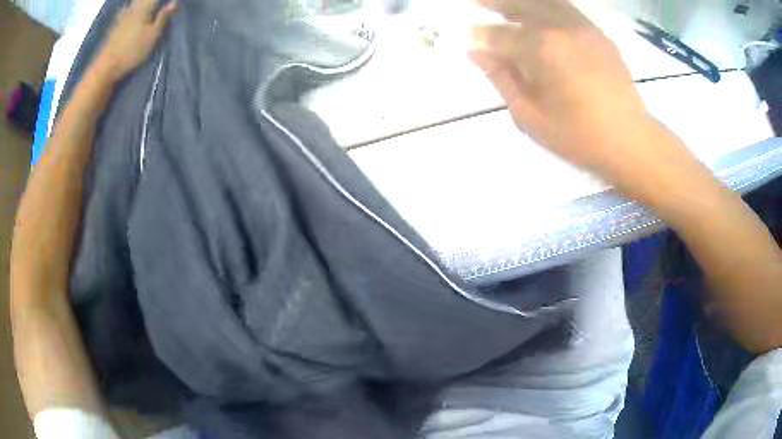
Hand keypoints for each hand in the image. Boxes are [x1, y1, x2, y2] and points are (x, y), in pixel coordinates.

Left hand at [95, 0, 175, 81]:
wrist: (108, 65)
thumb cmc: (132, 51)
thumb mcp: (152, 36)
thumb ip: (162, 18)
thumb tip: (173, 2)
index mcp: (145, 8)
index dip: (163, 0)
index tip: (170, 1)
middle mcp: (134, 7)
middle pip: (143, 0)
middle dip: (151, 1)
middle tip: (157, 3)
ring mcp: (123, 15)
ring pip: (134, 2)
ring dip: (140, 3)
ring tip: (147, 4)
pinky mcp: (116, 24)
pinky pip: (126, 9)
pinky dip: (129, 7)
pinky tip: (129, 8)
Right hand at [468, 0, 655, 179]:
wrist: (630, 141)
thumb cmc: (579, 137)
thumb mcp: (531, 116)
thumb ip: (502, 79)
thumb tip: (476, 54)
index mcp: (542, 50)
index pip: (501, 36)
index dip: (481, 36)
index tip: (467, 36)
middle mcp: (561, 29)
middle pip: (521, 6)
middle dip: (495, 2)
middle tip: (476, 0)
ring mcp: (583, 28)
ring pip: (545, 2)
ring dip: (522, 1)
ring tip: (505, 3)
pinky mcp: (598, 34)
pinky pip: (567, 9)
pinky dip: (548, 6)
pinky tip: (539, 10)